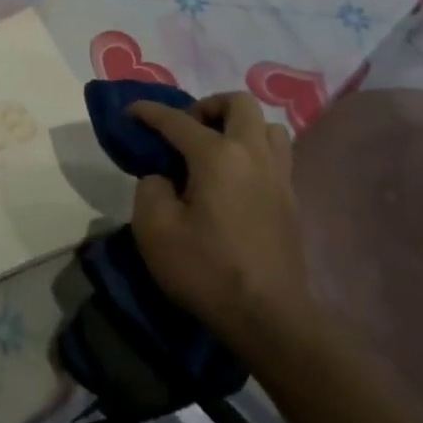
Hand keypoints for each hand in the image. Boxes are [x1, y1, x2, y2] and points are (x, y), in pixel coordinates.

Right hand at [128, 92, 316, 346]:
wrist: (269, 319)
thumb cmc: (206, 271)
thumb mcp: (154, 230)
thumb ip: (151, 189)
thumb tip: (163, 178)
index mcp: (217, 156)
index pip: (177, 120)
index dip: (149, 112)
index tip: (130, 112)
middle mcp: (253, 154)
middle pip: (238, 103)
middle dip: (207, 106)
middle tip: (186, 131)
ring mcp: (279, 176)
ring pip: (267, 126)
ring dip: (239, 127)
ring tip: (216, 151)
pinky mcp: (291, 201)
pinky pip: (277, 155)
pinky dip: (255, 152)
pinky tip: (236, 180)